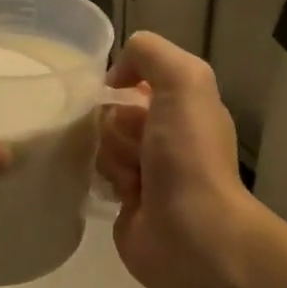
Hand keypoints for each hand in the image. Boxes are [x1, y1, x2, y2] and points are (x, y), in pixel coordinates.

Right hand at [96, 32, 264, 287]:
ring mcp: (145, 169)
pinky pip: (95, 175)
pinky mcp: (124, 202)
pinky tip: (117, 194)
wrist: (191, 234)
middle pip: (113, 110)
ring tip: (132, 179)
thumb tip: (116, 75)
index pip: (137, 76)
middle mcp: (165, 133)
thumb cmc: (188, 155)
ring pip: (101, 143)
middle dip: (115, 125)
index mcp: (184, 104)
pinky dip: (101, 180)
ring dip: (110, 156)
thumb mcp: (183, 81)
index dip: (122, 82)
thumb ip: (151, 53)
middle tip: (136, 147)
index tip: (116, 96)